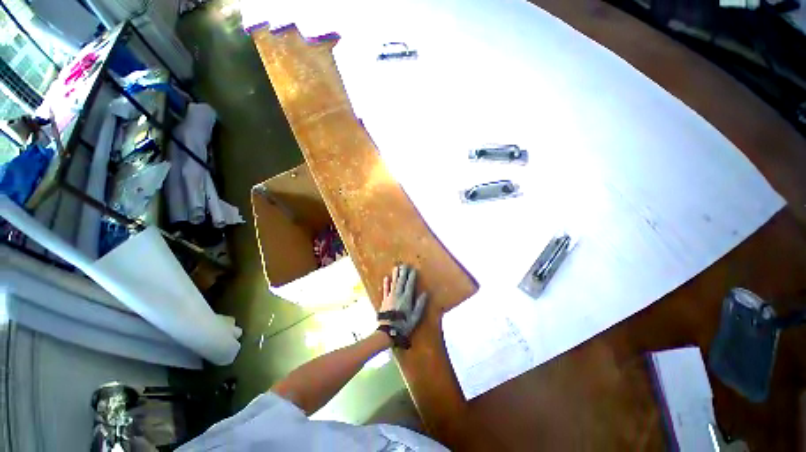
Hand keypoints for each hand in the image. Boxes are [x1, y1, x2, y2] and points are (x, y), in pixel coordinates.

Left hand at [377, 264, 427, 347]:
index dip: (412, 277)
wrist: (388, 331)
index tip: (413, 269)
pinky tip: (386, 277)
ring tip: (396, 267)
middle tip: (404, 264)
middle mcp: (398, 295)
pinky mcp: (384, 300)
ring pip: (393, 283)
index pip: (410, 285)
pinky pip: (385, 290)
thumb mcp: (415, 317)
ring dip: (395, 275)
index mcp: (407, 298)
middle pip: (401, 281)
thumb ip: (420, 305)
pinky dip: (386, 283)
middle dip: (403, 272)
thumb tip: (425, 294)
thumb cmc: (403, 325)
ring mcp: (390, 297)